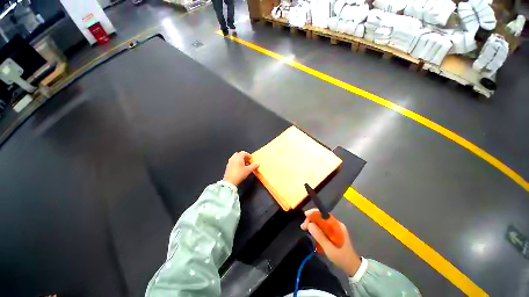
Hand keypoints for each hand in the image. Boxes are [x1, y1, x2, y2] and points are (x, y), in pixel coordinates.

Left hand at [223, 151, 258, 185]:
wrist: (230, 182)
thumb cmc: (239, 174)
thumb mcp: (248, 170)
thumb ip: (253, 166)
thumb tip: (257, 163)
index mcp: (238, 157)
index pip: (244, 153)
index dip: (248, 155)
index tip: (251, 158)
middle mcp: (233, 158)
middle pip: (239, 154)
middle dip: (244, 157)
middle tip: (248, 161)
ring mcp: (230, 162)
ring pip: (236, 158)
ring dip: (240, 160)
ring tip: (245, 164)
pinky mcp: (228, 166)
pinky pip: (233, 161)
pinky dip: (237, 162)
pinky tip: (240, 168)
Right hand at [301, 208, 361, 276]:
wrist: (352, 266)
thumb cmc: (341, 258)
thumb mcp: (329, 249)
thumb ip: (319, 236)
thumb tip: (309, 224)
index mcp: (337, 226)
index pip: (324, 214)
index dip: (314, 213)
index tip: (305, 215)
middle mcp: (336, 224)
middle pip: (321, 217)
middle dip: (311, 219)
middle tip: (303, 227)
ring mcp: (335, 228)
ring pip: (321, 221)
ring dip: (312, 224)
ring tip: (305, 229)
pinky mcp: (333, 232)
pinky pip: (322, 226)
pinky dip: (316, 228)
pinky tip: (312, 233)